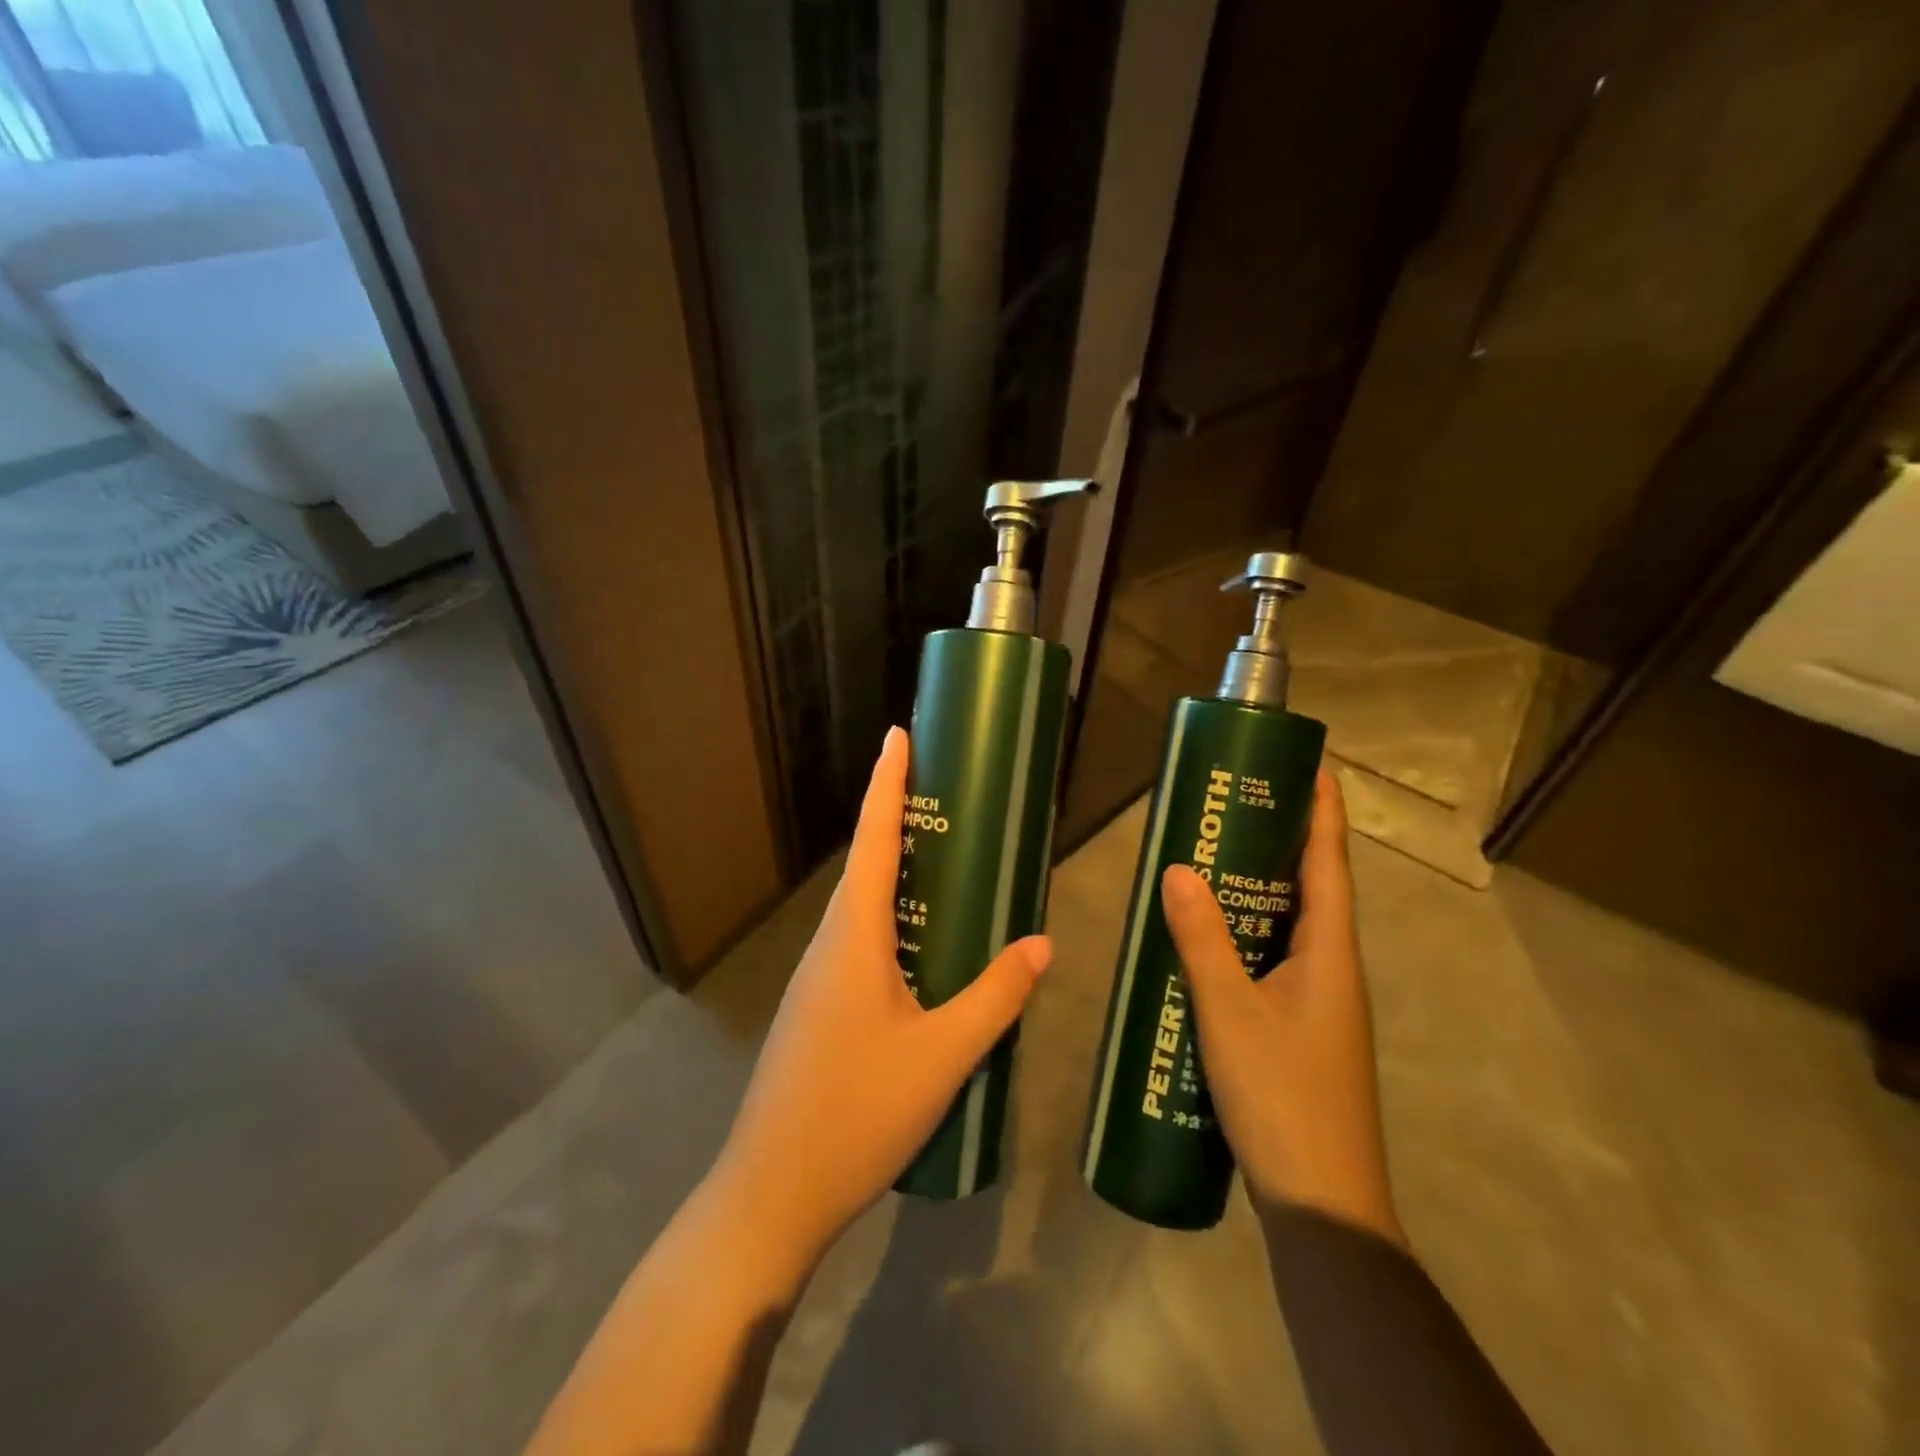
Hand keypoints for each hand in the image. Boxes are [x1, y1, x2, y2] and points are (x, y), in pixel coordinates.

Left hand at [711, 726, 1050, 1274]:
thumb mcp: (942, 1056)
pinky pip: (859, 943)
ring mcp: (818, 979)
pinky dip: (892, 921)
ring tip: (945, 862)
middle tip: (946, 796)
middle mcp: (830, 944)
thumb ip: (995, 997)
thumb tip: (1042, 944)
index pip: (875, 839)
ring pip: (861, 907)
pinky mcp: (818, 1009)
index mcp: (854, 936)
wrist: (772, 1193)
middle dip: (898, 819)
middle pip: (866, 865)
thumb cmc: (857, 1113)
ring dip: (896, 873)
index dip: (886, 783)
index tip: (897, 735)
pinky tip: (923, 949)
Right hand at [1160, 769, 1403, 1245]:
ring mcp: (1320, 1003)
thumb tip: (1177, 870)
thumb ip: (1202, 940)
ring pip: (1291, 927)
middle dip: (1284, 841)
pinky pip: (1274, 961)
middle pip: (1312, 888)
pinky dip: (1247, 935)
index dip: (1323, 812)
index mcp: (1330, 954)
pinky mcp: (1300, 1029)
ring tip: (1215, 858)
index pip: (1329, 864)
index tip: (1312, 764)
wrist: (1322, 1203)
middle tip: (1237, 804)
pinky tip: (1208, 941)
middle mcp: (1333, 969)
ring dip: (1262, 889)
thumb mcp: (1230, 1012)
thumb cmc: (1282, 1097)